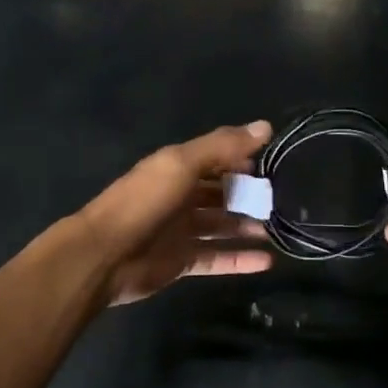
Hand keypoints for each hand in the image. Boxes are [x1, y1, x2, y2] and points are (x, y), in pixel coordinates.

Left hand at [80, 121, 273, 306]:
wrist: (104, 255)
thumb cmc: (144, 202)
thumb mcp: (182, 164)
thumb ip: (223, 146)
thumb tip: (266, 126)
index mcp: (178, 168)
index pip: (217, 158)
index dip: (244, 159)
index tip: (275, 164)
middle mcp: (181, 196)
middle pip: (221, 193)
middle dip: (249, 195)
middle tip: (283, 201)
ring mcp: (181, 230)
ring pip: (222, 225)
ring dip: (247, 227)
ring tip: (280, 230)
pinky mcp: (181, 261)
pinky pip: (217, 258)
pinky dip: (240, 259)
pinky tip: (267, 261)